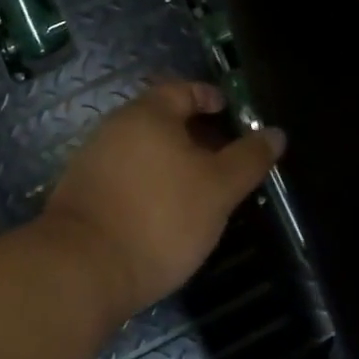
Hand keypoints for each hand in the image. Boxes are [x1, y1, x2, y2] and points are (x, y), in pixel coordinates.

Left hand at [42, 82, 284, 322]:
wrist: (81, 269)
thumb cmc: (160, 217)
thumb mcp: (218, 189)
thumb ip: (248, 158)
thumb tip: (276, 133)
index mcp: (149, 113)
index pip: (184, 90)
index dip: (210, 97)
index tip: (230, 111)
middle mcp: (117, 126)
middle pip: (162, 118)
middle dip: (194, 132)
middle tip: (223, 155)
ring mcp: (94, 158)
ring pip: (143, 148)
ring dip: (171, 160)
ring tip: (199, 186)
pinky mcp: (82, 192)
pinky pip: (126, 174)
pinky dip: (149, 181)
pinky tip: (164, 210)